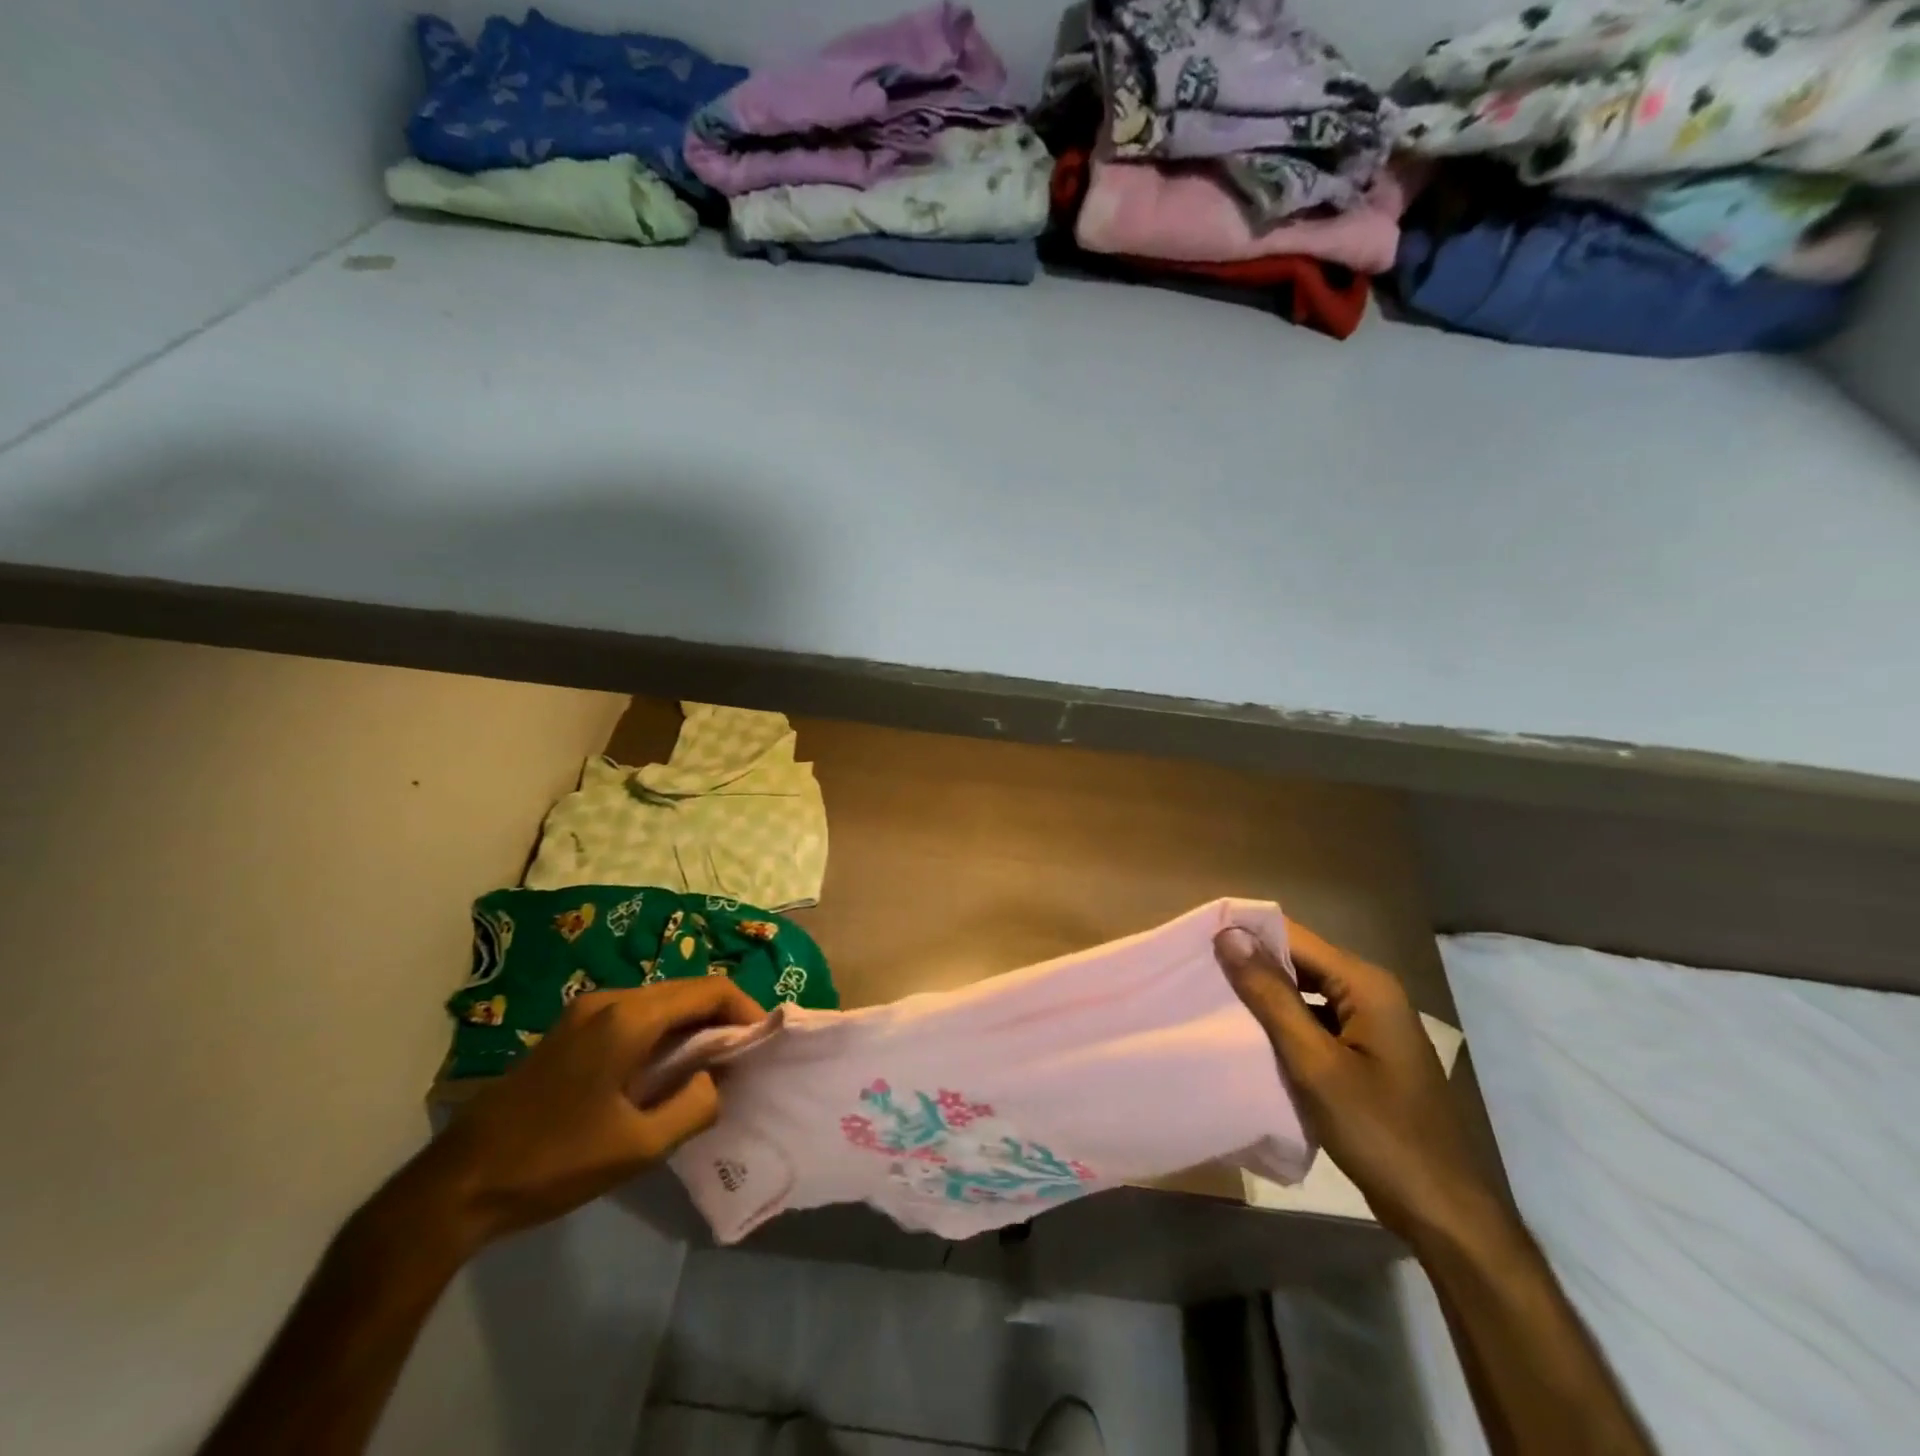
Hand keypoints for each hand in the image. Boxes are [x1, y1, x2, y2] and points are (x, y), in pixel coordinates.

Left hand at [402, 978, 763, 1251]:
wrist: (456, 1185)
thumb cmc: (553, 1162)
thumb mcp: (638, 1146)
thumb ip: (695, 1105)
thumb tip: (718, 1079)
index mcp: (629, 1017)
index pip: (710, 989)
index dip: (746, 1009)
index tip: (764, 1042)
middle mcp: (609, 999)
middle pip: (686, 990)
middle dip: (722, 1017)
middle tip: (744, 1057)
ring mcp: (585, 1012)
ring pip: (661, 1003)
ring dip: (693, 1026)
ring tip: (713, 1066)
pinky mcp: (571, 1031)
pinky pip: (635, 1017)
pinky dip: (665, 1033)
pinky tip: (667, 1070)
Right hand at [1216, 923, 1505, 1245]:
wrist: (1442, 1213)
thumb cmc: (1379, 1133)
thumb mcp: (1314, 1063)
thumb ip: (1271, 996)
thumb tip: (1229, 935)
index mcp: (1365, 984)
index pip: (1293, 937)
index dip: (1245, 935)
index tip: (1196, 941)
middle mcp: (1371, 992)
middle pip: (1300, 961)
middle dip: (1251, 964)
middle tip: (1196, 971)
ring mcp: (1371, 1024)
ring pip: (1305, 991)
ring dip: (1264, 995)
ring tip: (1211, 998)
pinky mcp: (1365, 1052)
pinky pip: (1315, 1020)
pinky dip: (1283, 1023)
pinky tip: (1250, 1036)